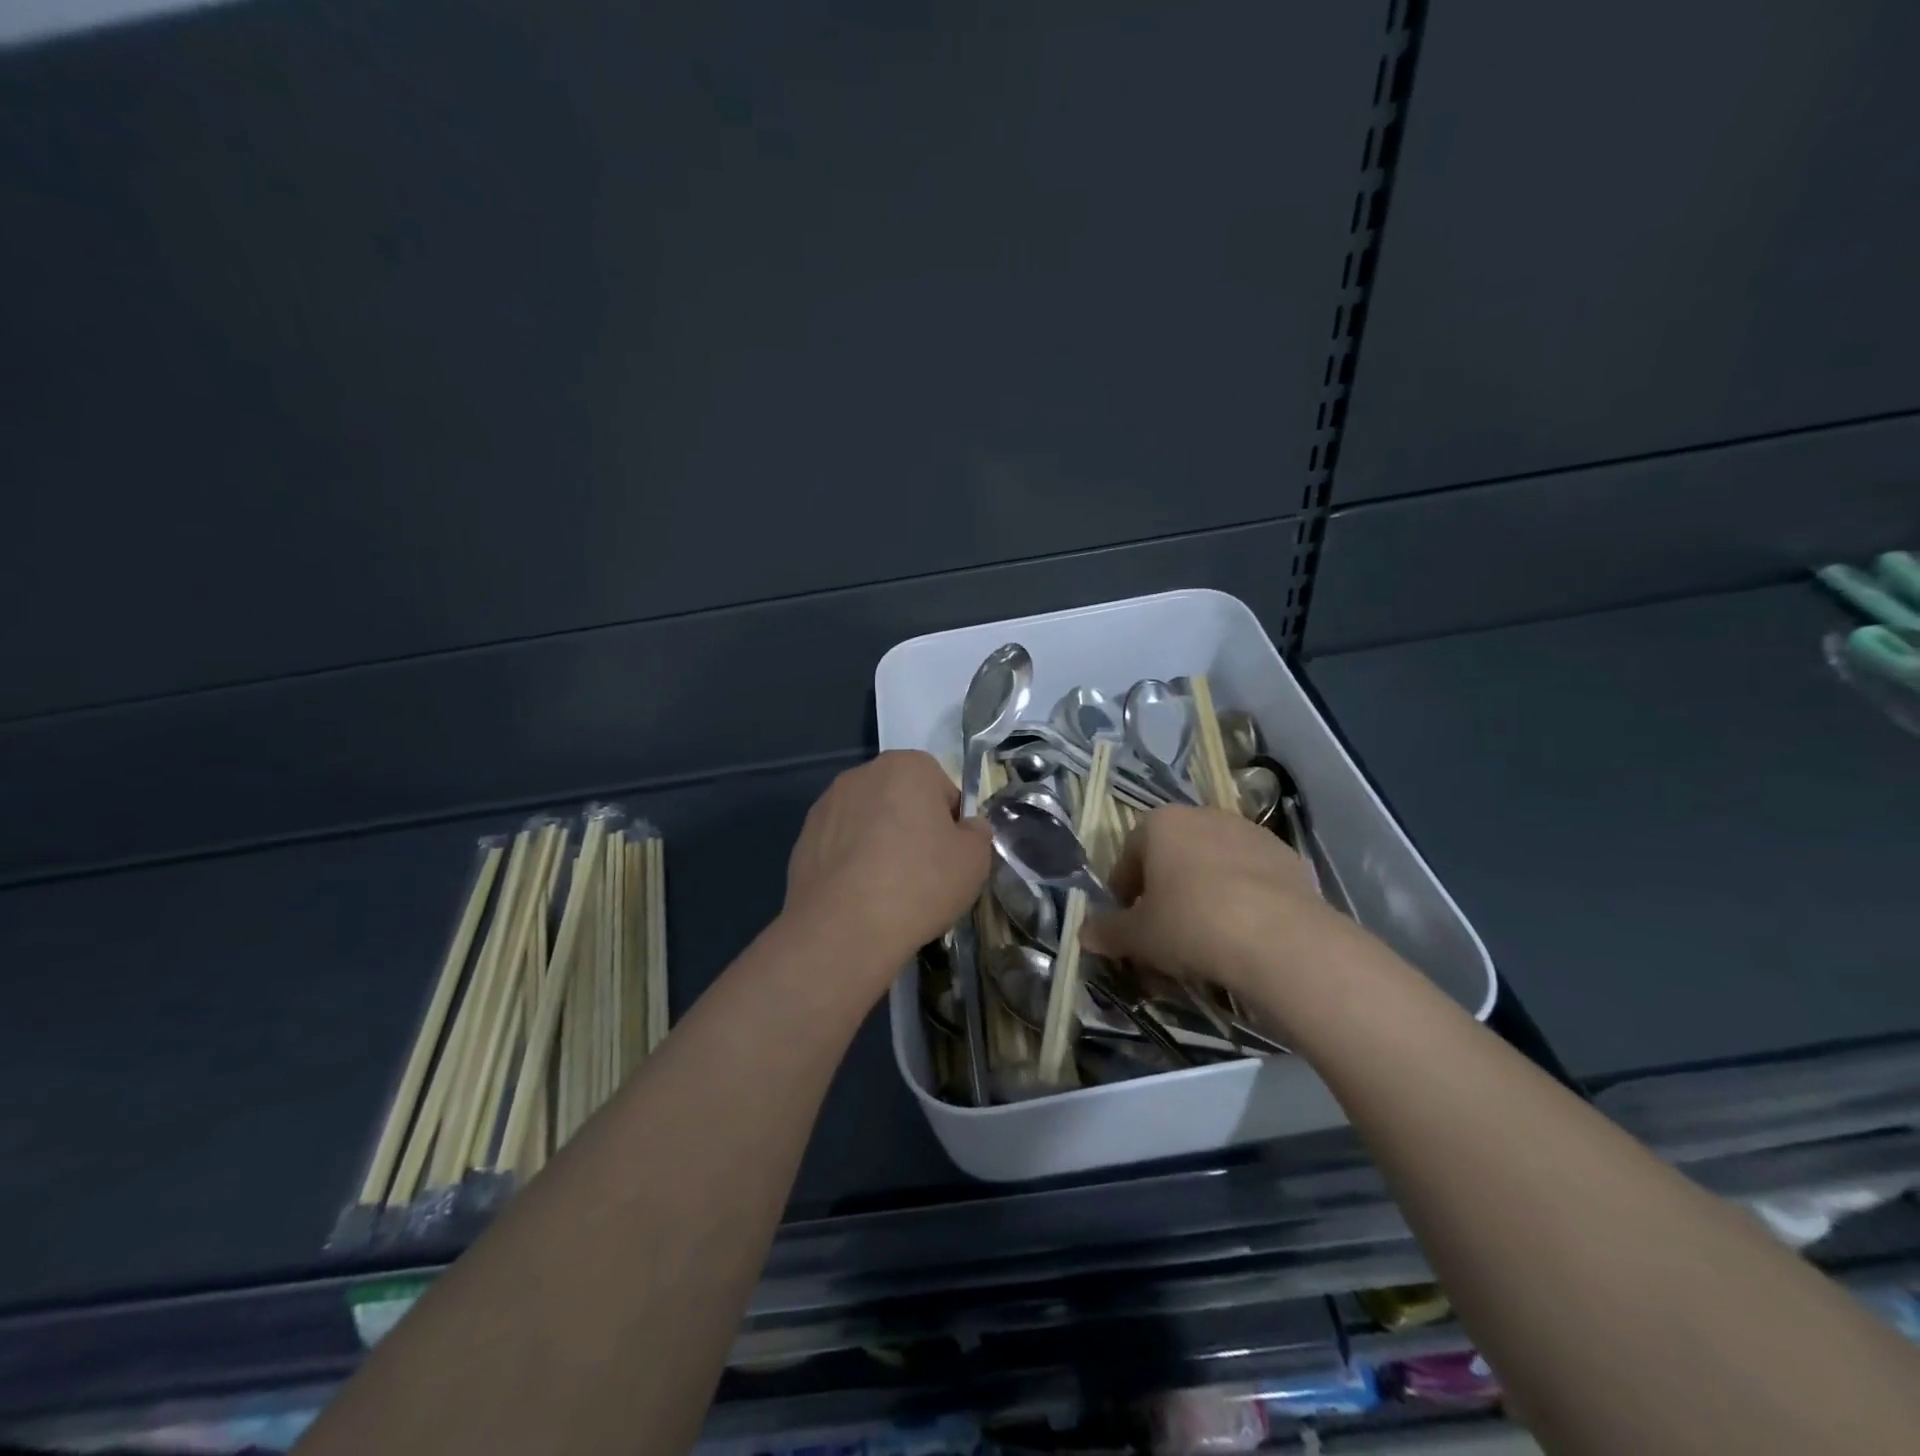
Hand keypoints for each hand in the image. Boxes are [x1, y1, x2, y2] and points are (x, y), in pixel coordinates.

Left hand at [784, 750, 991, 985]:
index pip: (942, 788)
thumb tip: (967, 828)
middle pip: (901, 800)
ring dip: (880, 844)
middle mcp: (862, 774)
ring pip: (868, 822)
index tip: (950, 857)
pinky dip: (852, 863)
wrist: (844, 928)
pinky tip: (860, 896)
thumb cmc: (920, 883)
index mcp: (907, 766)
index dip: (951, 824)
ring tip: (889, 890)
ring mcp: (827, 805)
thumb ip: (977, 833)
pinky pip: (841, 846)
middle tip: (923, 873)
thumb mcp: (975, 860)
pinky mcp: (803, 838)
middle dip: (913, 829)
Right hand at [1084, 805, 1345, 999]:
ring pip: (1214, 863)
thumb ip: (1108, 932)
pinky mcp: (1287, 857)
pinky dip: (1242, 898)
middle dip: (1165, 888)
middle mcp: (1204, 816)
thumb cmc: (1191, 924)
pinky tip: (1243, 932)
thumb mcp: (1139, 937)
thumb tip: (1084, 933)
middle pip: (1173, 854)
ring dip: (1204, 890)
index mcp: (1161, 823)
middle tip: (1164, 929)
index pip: (1130, 854)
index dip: (1124, 890)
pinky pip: (1251, 877)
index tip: (1128, 921)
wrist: (1280, 938)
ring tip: (1207, 934)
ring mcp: (1250, 833)